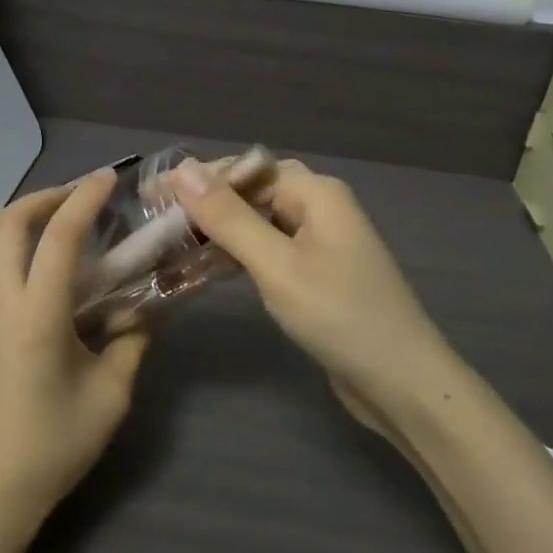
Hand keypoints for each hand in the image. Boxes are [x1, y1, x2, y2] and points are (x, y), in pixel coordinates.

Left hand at [0, 171, 148, 530]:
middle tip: (78, 197)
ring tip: (40, 209)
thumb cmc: (55, 444)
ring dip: (11, 211)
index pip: (61, 237)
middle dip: (49, 198)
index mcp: (38, 318)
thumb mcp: (112, 394)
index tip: (107, 179)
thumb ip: (134, 339)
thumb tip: (149, 303)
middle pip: (14, 224)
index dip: (85, 199)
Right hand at [173, 159, 454, 420]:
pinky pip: (270, 249)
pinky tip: (208, 266)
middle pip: (253, 191)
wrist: (401, 384)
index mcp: (316, 192)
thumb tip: (182, 170)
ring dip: (218, 229)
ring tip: (171, 240)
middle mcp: (320, 207)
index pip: (246, 168)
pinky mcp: (317, 273)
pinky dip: (238, 254)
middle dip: (206, 202)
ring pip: (259, 222)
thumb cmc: (339, 316)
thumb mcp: (277, 265)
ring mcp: (320, 241)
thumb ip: (229, 217)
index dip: (198, 178)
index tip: (151, 195)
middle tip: (156, 218)